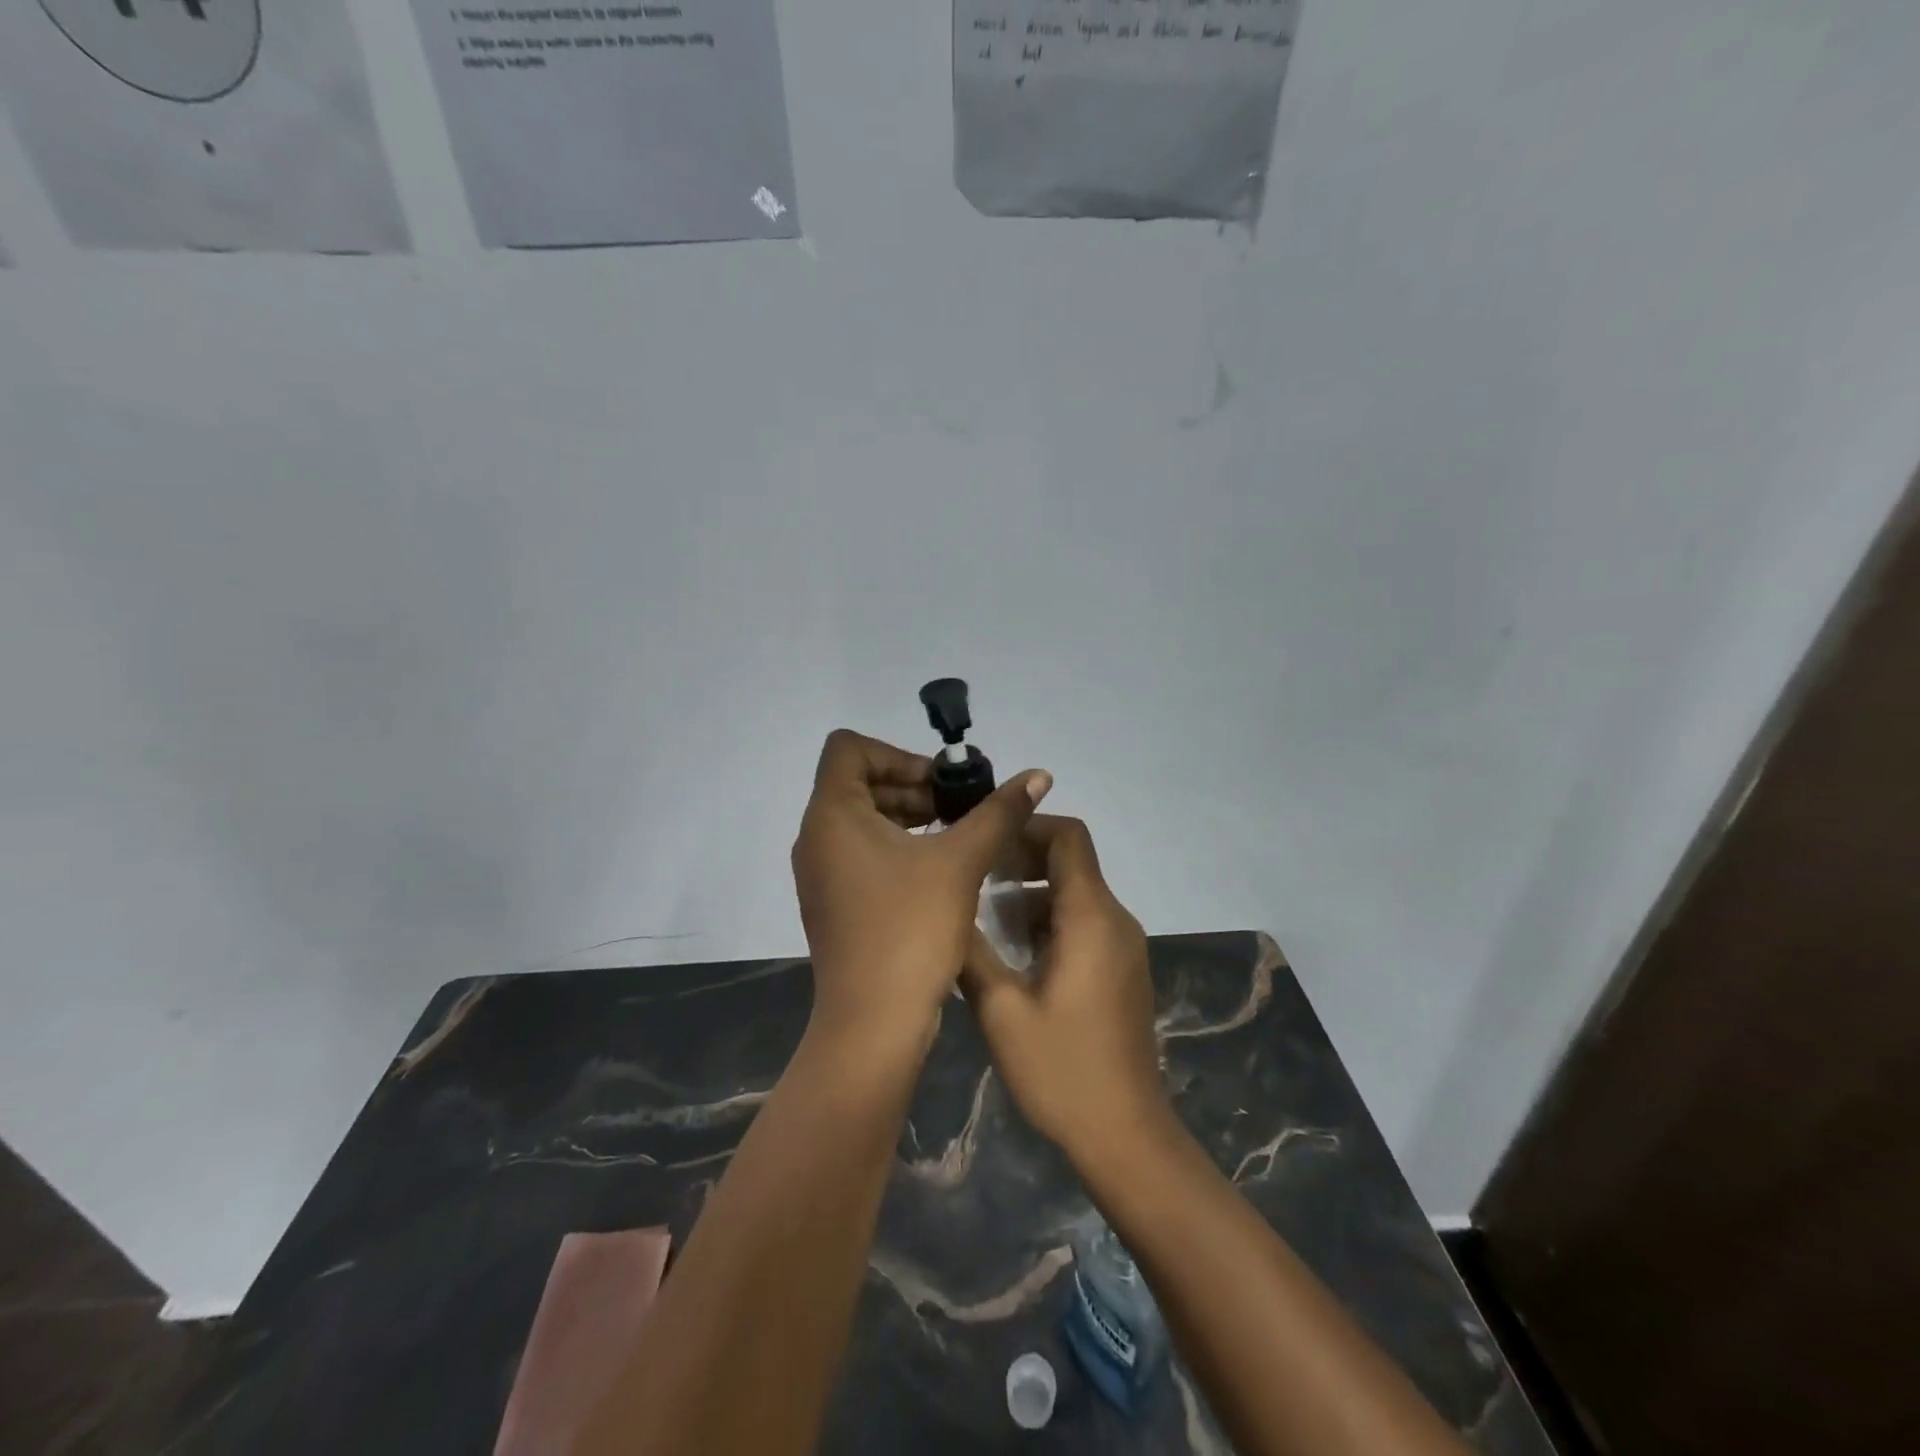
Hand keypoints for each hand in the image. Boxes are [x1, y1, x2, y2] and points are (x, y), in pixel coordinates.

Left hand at [791, 730, 1051, 1045]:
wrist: (873, 1023)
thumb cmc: (910, 929)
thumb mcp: (961, 862)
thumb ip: (999, 812)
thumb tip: (1039, 775)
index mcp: (831, 814)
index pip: (848, 748)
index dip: (898, 753)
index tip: (940, 782)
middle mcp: (815, 837)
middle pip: (858, 782)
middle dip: (912, 786)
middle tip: (960, 809)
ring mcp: (820, 873)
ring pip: (861, 820)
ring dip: (908, 817)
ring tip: (957, 838)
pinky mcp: (832, 902)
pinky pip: (860, 853)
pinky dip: (896, 847)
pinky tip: (938, 871)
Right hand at [960, 816, 1170, 1160]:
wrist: (1126, 1134)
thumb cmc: (1062, 1070)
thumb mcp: (1001, 1009)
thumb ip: (971, 951)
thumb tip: (946, 911)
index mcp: (1090, 917)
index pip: (1068, 837)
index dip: (1027, 825)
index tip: (985, 840)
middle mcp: (1114, 920)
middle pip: (1071, 861)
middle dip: (1022, 859)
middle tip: (974, 876)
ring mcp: (1122, 946)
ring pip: (1074, 894)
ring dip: (1030, 894)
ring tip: (982, 919)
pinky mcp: (1120, 970)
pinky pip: (1083, 923)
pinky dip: (1047, 921)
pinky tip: (1012, 955)